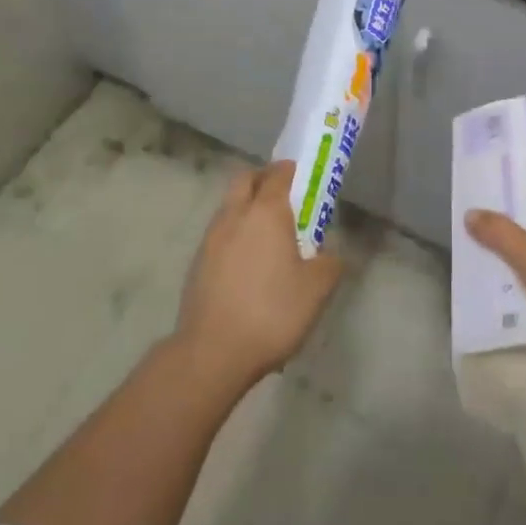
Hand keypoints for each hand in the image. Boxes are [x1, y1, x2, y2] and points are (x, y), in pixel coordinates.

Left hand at [175, 160, 346, 389]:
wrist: (212, 353)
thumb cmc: (271, 312)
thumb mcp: (317, 290)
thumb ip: (328, 264)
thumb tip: (328, 254)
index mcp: (266, 212)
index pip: (278, 174)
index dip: (291, 170)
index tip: (303, 178)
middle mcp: (235, 215)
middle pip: (246, 180)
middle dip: (263, 180)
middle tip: (283, 199)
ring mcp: (211, 239)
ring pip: (229, 207)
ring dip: (246, 209)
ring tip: (266, 237)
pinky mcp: (197, 264)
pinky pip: (219, 235)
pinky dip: (234, 237)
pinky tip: (247, 266)